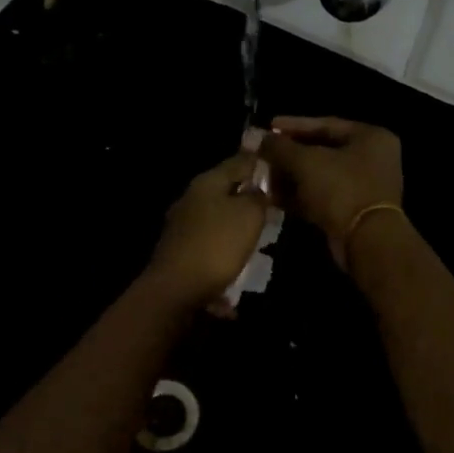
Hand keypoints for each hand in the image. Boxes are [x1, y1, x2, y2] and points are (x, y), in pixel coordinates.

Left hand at [144, 152, 271, 310]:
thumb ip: (258, 197)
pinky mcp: (180, 252)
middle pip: (226, 192)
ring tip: (261, 239)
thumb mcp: (249, 215)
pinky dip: (226, 252)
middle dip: (249, 199)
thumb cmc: (216, 245)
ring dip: (238, 228)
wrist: (175, 290)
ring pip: (218, 219)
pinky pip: (211, 245)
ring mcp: (182, 227)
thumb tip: (258, 189)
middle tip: (274, 208)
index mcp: (206, 183)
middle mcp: (190, 199)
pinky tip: (239, 266)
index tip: (279, 168)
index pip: (238, 162)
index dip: (259, 162)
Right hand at [262, 116, 403, 269]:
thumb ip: (280, 147)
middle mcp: (372, 158)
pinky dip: (300, 196)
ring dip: (291, 176)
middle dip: (288, 154)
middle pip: (322, 150)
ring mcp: (364, 187)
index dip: (293, 125)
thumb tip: (257, 138)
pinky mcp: (353, 211)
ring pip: (320, 175)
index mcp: (370, 137)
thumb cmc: (341, 189)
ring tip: (263, 176)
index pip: (325, 124)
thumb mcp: (305, 162)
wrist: (366, 242)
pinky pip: (322, 196)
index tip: (268, 126)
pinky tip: (273, 197)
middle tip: (262, 154)